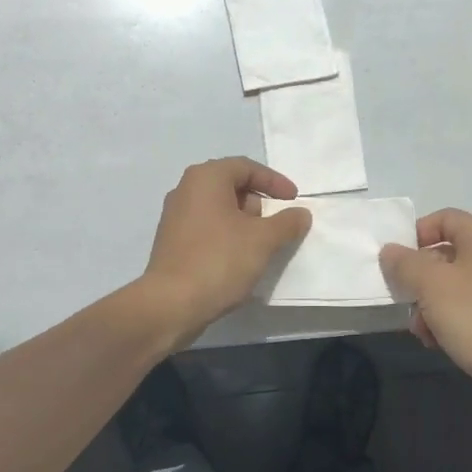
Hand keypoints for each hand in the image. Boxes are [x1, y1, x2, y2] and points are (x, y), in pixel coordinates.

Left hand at [142, 157, 311, 344]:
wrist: (170, 304)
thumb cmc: (219, 260)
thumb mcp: (263, 240)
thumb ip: (287, 223)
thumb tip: (301, 213)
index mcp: (206, 178)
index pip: (247, 167)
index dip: (274, 182)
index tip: (294, 200)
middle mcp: (186, 189)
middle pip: (231, 186)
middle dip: (258, 204)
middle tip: (275, 226)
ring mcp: (175, 216)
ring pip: (219, 209)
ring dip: (243, 223)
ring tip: (260, 247)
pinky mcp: (171, 241)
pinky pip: (206, 228)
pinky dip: (226, 236)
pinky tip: (238, 260)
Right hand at [380, 209, 471, 432]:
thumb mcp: (430, 284)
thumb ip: (404, 262)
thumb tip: (390, 252)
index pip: (445, 218)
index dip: (417, 232)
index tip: (397, 259)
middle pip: (443, 254)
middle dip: (417, 277)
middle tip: (402, 296)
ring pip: (448, 287)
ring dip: (426, 305)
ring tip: (420, 328)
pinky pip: (461, 311)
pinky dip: (443, 322)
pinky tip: (435, 342)